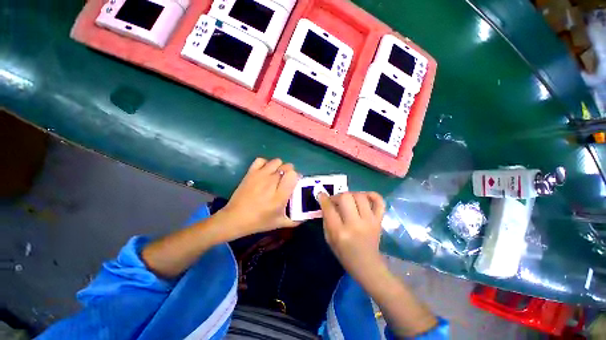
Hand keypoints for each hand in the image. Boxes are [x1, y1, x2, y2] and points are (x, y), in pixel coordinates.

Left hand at [219, 158, 299, 238]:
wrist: (235, 218)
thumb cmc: (259, 222)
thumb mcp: (280, 223)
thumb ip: (296, 220)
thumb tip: (306, 216)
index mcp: (280, 195)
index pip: (294, 175)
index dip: (296, 177)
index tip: (294, 183)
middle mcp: (271, 182)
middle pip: (287, 166)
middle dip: (290, 172)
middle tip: (285, 181)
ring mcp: (260, 175)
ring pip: (276, 161)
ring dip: (279, 167)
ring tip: (276, 175)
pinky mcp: (251, 173)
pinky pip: (261, 160)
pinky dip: (265, 163)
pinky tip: (265, 171)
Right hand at [319, 192, 385, 283]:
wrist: (367, 266)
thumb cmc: (344, 254)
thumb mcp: (329, 239)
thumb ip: (326, 219)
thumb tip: (326, 202)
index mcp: (340, 233)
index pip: (329, 208)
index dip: (323, 198)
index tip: (321, 194)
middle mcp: (355, 225)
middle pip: (346, 197)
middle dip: (338, 196)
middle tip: (336, 201)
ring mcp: (369, 222)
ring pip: (360, 196)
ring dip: (351, 195)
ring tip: (349, 200)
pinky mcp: (379, 221)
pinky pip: (379, 202)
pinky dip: (372, 195)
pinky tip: (365, 197)